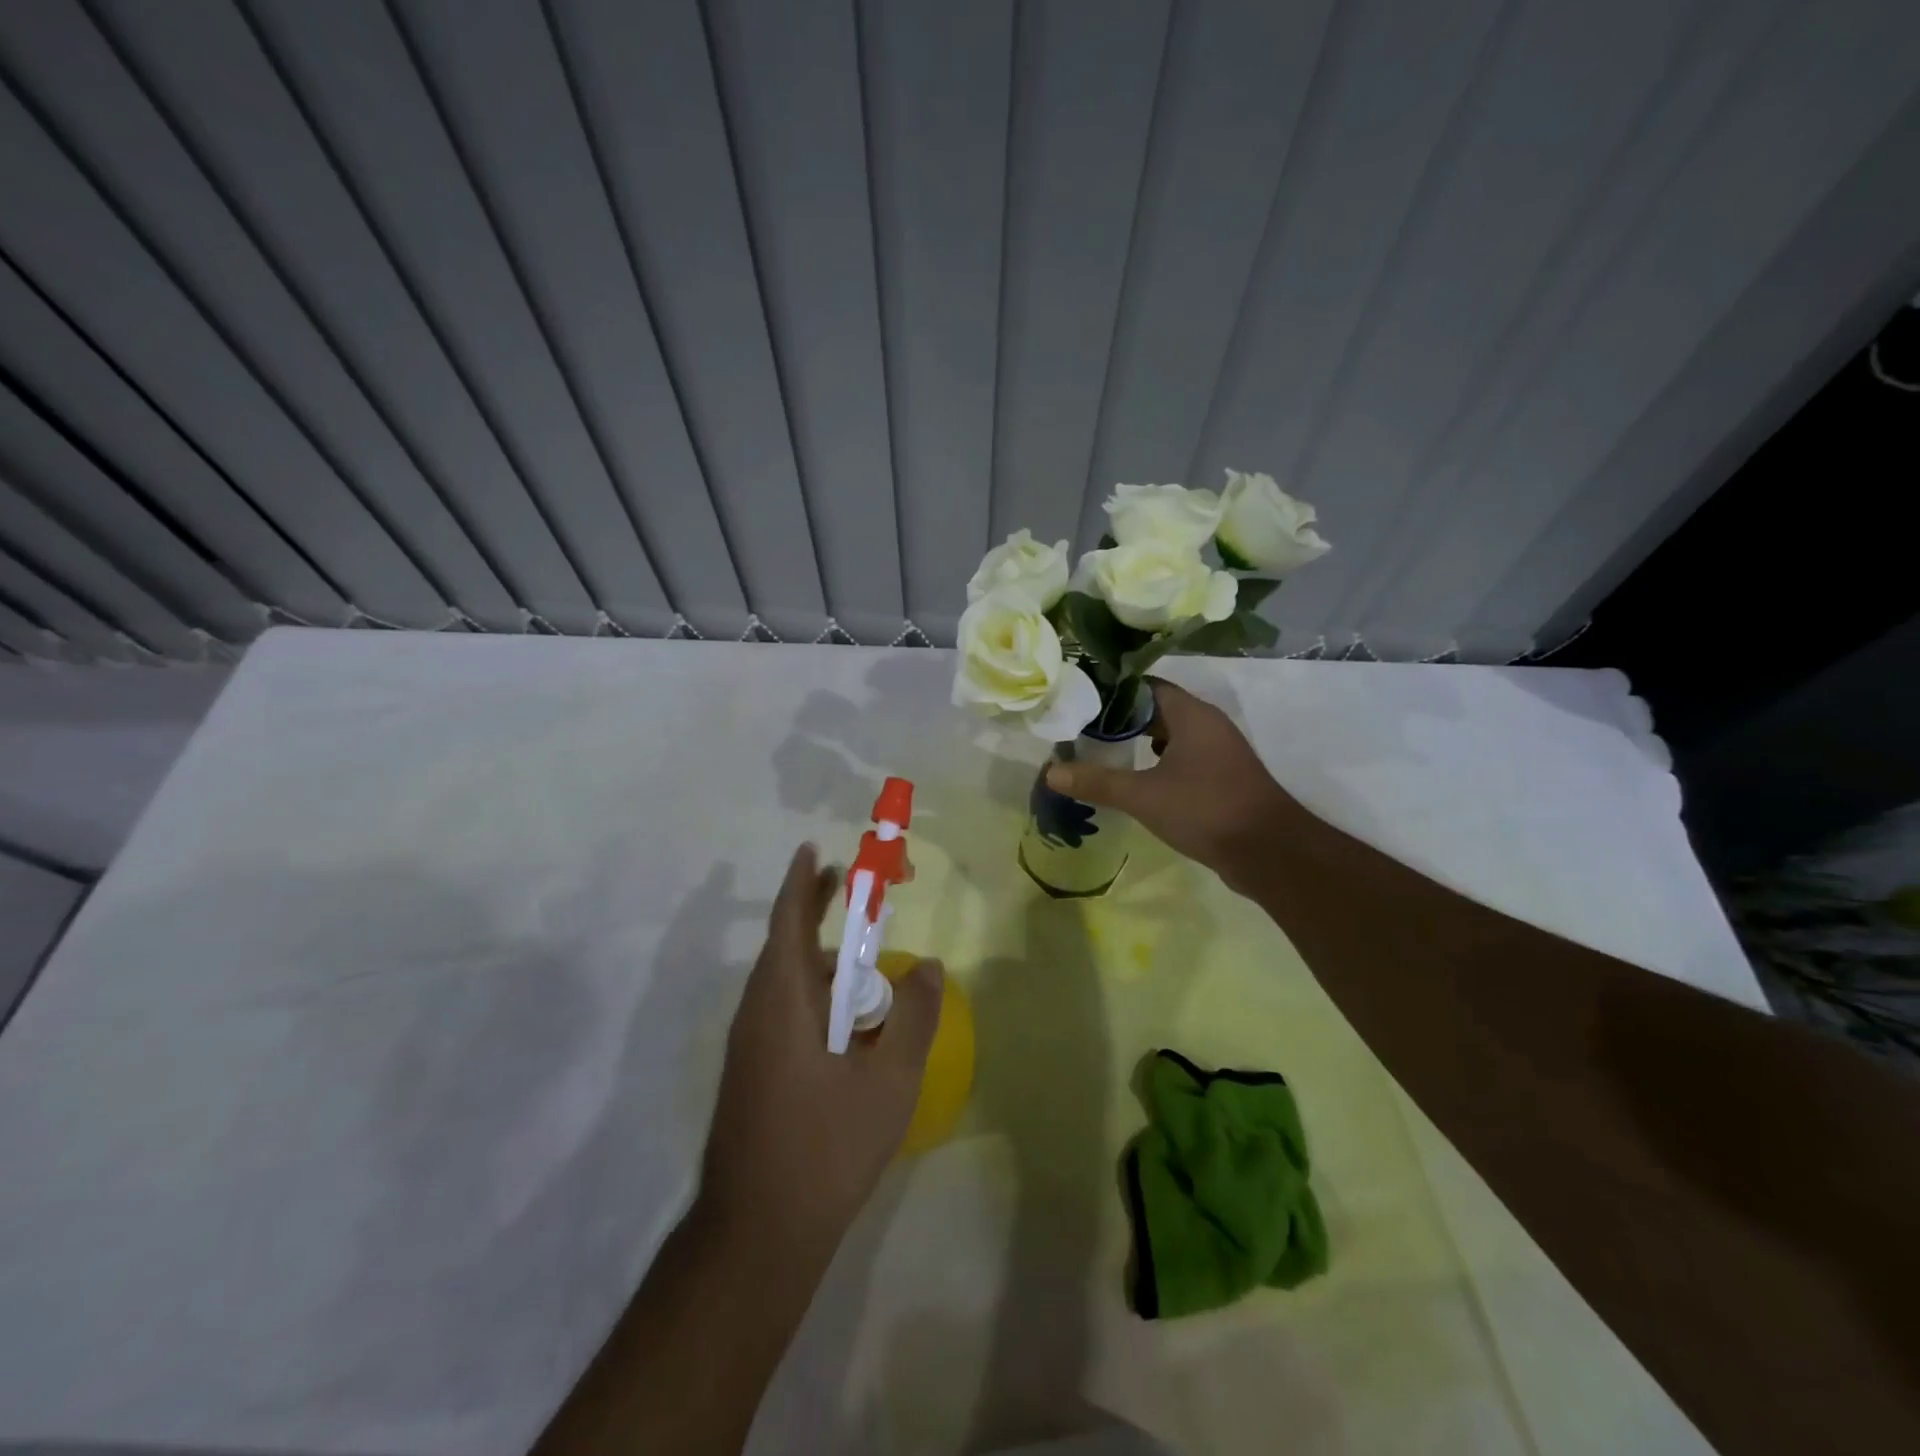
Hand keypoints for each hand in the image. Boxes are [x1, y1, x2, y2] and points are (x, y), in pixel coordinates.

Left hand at [700, 844, 943, 1254]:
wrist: (756, 1235)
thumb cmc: (825, 1147)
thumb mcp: (889, 1081)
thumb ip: (914, 1017)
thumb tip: (928, 965)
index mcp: (782, 1001)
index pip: (789, 921)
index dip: (803, 882)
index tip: (816, 851)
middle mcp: (757, 1012)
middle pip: (787, 945)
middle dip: (818, 912)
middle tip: (858, 893)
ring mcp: (749, 1045)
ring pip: (787, 983)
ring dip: (824, 962)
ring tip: (867, 967)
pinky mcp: (752, 1072)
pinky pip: (785, 1012)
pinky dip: (818, 997)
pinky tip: (851, 1025)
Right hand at [1045, 678, 1308, 894]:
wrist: (1270, 853)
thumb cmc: (1205, 810)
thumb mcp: (1143, 796)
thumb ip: (1097, 781)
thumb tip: (1051, 772)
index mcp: (1191, 715)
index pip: (1145, 686)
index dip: (1112, 691)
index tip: (1080, 700)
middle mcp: (1207, 725)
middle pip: (1157, 709)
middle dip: (1120, 718)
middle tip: (1082, 727)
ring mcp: (1218, 751)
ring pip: (1171, 735)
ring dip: (1139, 740)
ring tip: (1101, 750)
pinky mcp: (1222, 777)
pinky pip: (1183, 757)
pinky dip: (1157, 762)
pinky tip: (1137, 779)